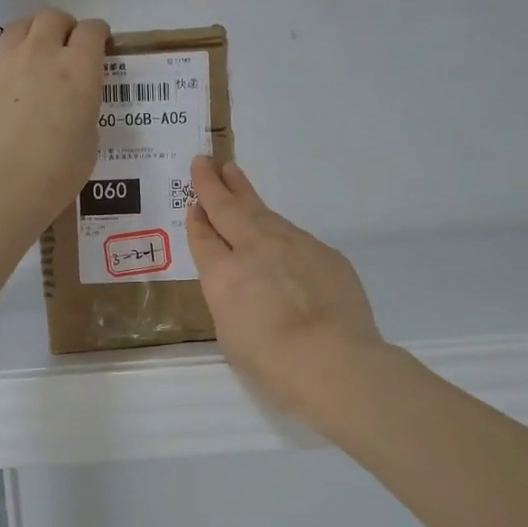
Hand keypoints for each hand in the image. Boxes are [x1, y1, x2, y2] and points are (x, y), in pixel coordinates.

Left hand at [0, 9, 108, 236]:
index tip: (99, 44)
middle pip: (52, 18)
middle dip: (62, 27)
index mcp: (79, 68)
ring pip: (17, 30)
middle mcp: (41, 54)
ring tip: (31, 59)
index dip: (98, 34)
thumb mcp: (88, 139)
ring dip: (30, 37)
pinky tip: (3, 102)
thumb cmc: (59, 168)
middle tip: (65, 46)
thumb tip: (69, 108)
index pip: (92, 31)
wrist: (3, 181)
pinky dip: (3, 75)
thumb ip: (82, 111)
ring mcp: (3, 64)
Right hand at [186, 156, 388, 428]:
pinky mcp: (324, 252)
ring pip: (263, 213)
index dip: (197, 220)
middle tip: (205, 163)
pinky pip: (293, 234)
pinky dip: (278, 227)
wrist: (334, 360)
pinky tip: (276, 230)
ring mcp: (292, 245)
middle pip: (229, 209)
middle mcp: (254, 249)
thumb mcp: (231, 335)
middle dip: (214, 185)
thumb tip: (238, 280)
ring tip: (234, 175)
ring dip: (245, 193)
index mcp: (223, 275)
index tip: (193, 204)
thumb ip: (229, 299)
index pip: (204, 238)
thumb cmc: (272, 363)